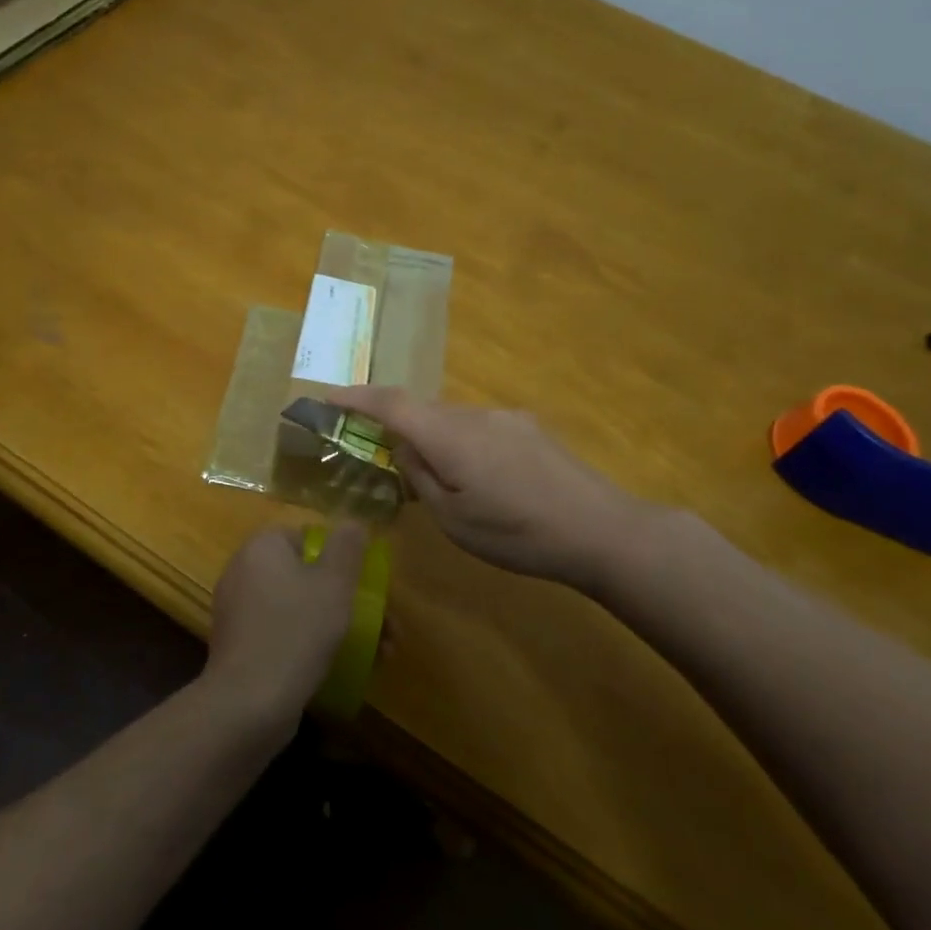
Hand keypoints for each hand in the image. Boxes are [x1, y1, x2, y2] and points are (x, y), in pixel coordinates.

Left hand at [203, 525, 363, 726]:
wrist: (248, 702)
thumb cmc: (296, 630)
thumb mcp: (334, 583)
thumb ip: (346, 548)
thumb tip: (352, 523)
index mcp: (262, 547)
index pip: (306, 537)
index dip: (340, 558)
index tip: (367, 585)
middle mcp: (243, 571)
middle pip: (306, 576)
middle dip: (348, 599)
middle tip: (386, 627)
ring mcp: (239, 611)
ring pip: (299, 608)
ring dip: (338, 625)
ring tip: (379, 655)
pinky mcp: (240, 647)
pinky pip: (283, 634)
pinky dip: (310, 644)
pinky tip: (342, 668)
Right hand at [326, 386, 670, 586]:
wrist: (602, 530)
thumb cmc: (517, 534)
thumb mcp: (453, 519)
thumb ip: (420, 476)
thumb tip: (405, 447)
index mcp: (448, 435)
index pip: (391, 403)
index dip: (357, 397)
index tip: (328, 395)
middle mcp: (474, 414)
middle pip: (423, 412)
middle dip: (401, 431)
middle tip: (393, 466)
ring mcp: (507, 417)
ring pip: (454, 421)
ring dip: (438, 442)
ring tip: (451, 488)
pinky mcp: (531, 429)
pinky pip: (481, 428)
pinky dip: (466, 446)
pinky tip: (488, 483)